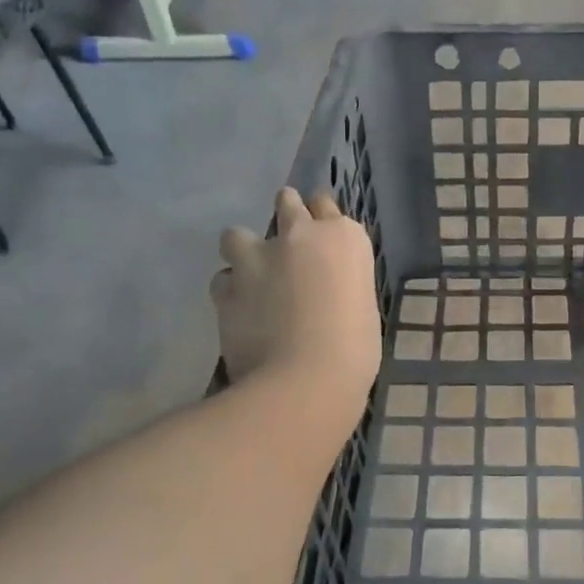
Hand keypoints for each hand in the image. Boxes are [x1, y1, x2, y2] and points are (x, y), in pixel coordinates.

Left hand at [212, 188, 380, 415]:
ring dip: (243, 250)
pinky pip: (221, 279)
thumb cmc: (354, 350)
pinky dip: (229, 291)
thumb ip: (340, 284)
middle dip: (285, 214)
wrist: (304, 381)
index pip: (327, 205)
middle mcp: (300, 235)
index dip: (321, 217)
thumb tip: (326, 291)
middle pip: (286, 202)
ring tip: (251, 276)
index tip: (319, 231)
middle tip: (287, 243)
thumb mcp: (362, 306)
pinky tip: (238, 310)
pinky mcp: (227, 287)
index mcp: (343, 238)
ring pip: (237, 234)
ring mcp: (258, 258)